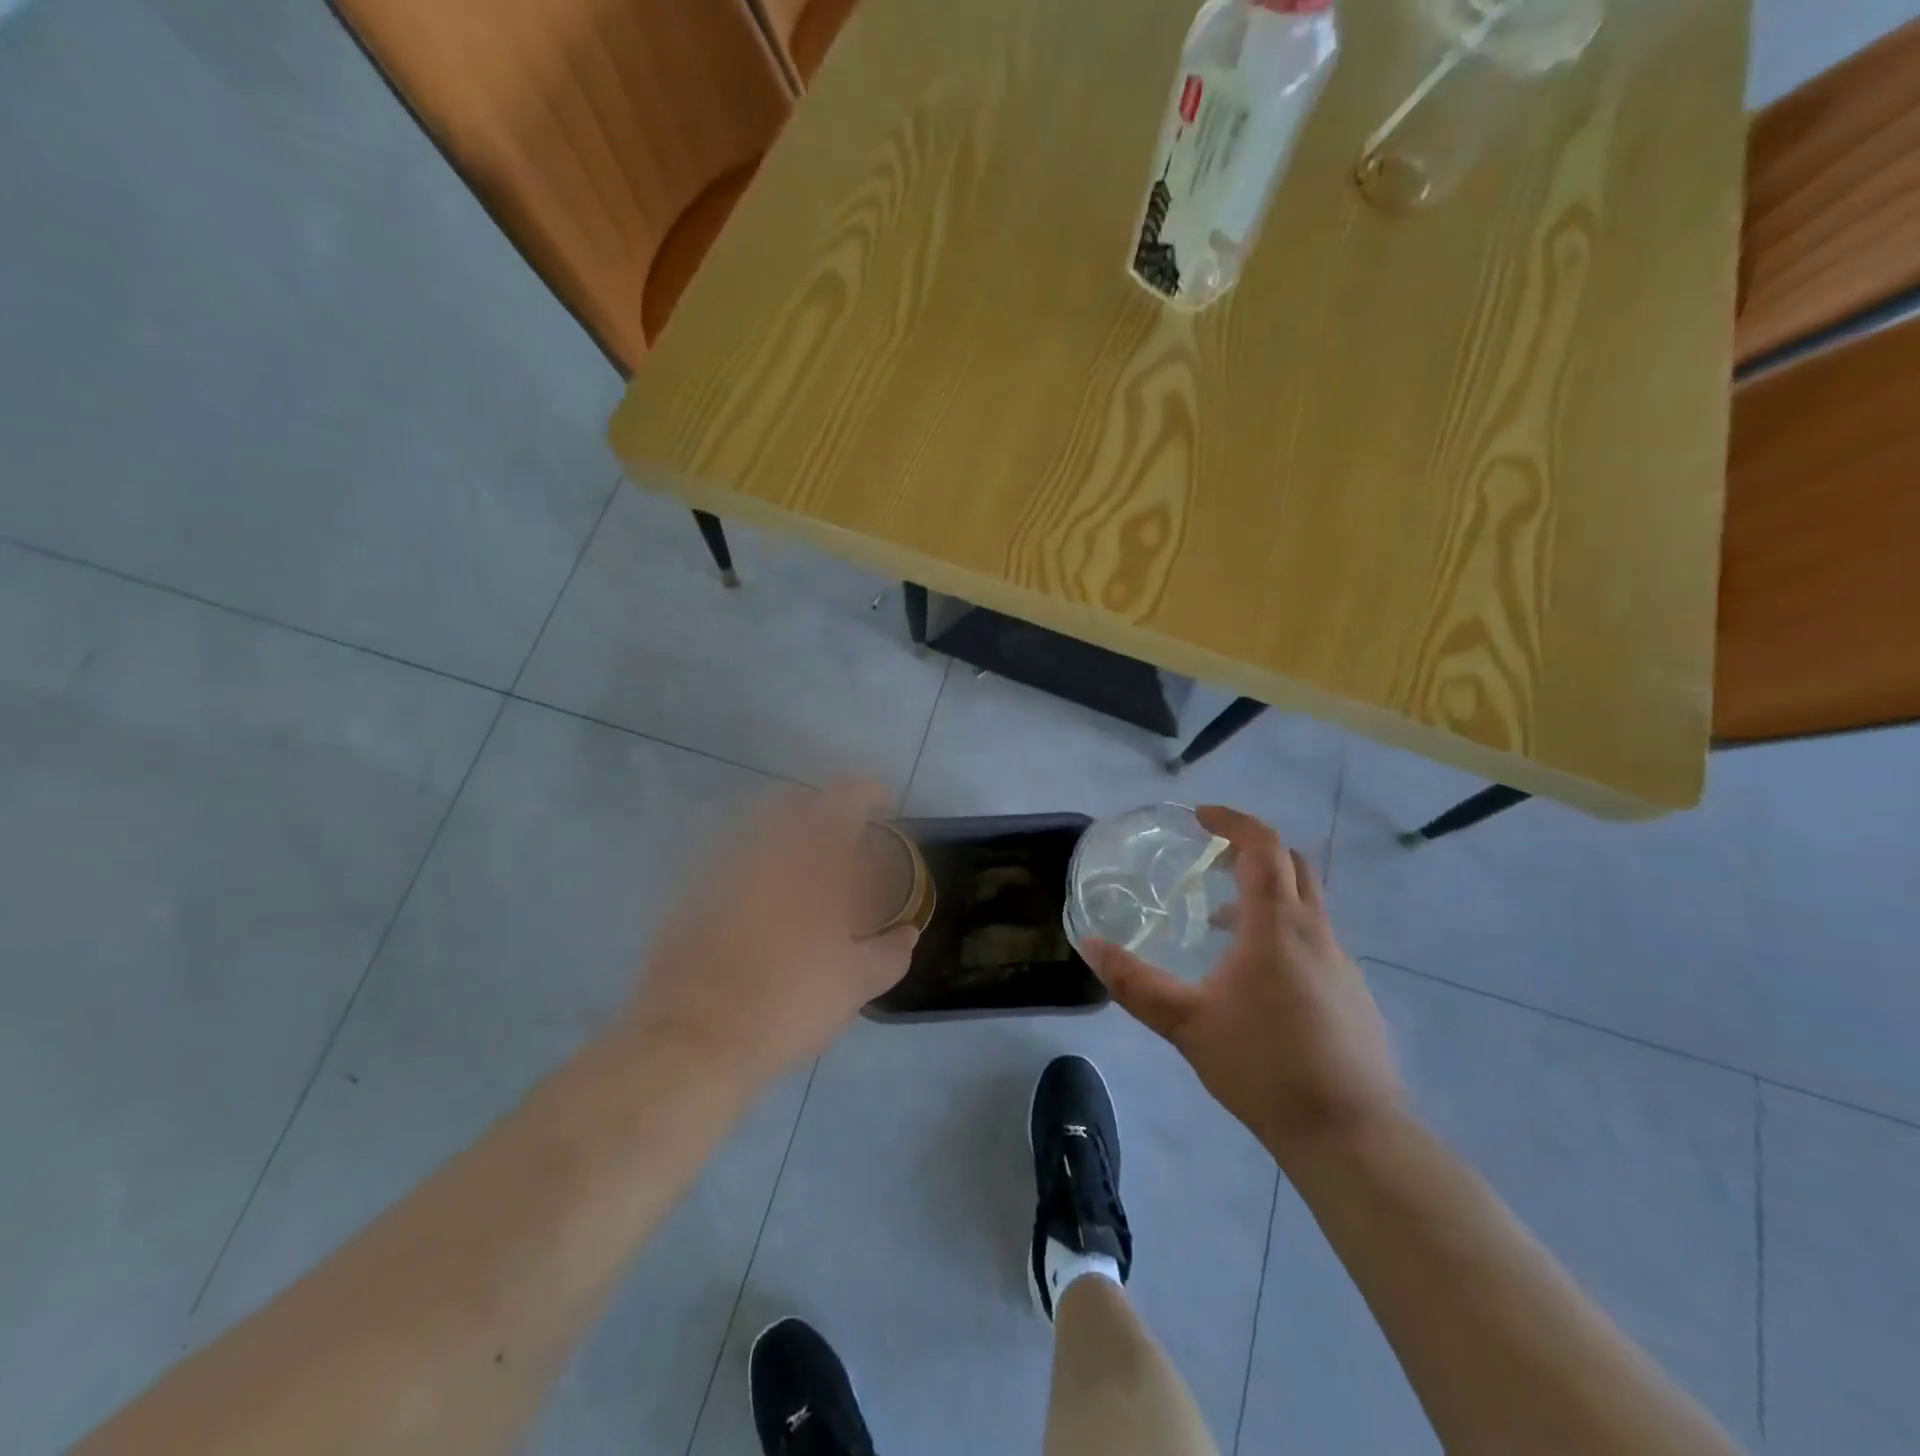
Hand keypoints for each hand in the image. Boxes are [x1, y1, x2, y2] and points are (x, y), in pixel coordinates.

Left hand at [626, 780, 916, 1088]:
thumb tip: (906, 934)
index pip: (844, 800)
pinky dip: (755, 866)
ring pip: (759, 828)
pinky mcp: (691, 894)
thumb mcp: (855, 985)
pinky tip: (762, 903)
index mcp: (811, 860)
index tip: (885, 805)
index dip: (868, 793)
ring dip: (788, 836)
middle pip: (795, 802)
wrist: (693, 1039)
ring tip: (804, 871)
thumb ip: (889, 952)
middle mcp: (764, 850)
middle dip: (823, 809)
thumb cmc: (787, 1003)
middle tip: (843, 838)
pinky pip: (731, 860)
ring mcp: (722, 869)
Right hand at [1082, 806, 1400, 1169]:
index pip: (1263, 846)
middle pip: (1292, 864)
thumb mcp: (1186, 1023)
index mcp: (1277, 926)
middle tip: (1211, 857)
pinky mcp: (1352, 994)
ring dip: (1265, 894)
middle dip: (1252, 849)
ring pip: (1305, 904)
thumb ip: (1134, 983)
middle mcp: (1315, 932)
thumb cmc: (1264, 1066)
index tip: (1200, 816)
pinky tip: (1255, 977)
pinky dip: (1282, 930)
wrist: (1351, 1134)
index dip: (1233, 821)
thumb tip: (1089, 945)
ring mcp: (1341, 963)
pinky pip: (1314, 939)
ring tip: (1220, 922)